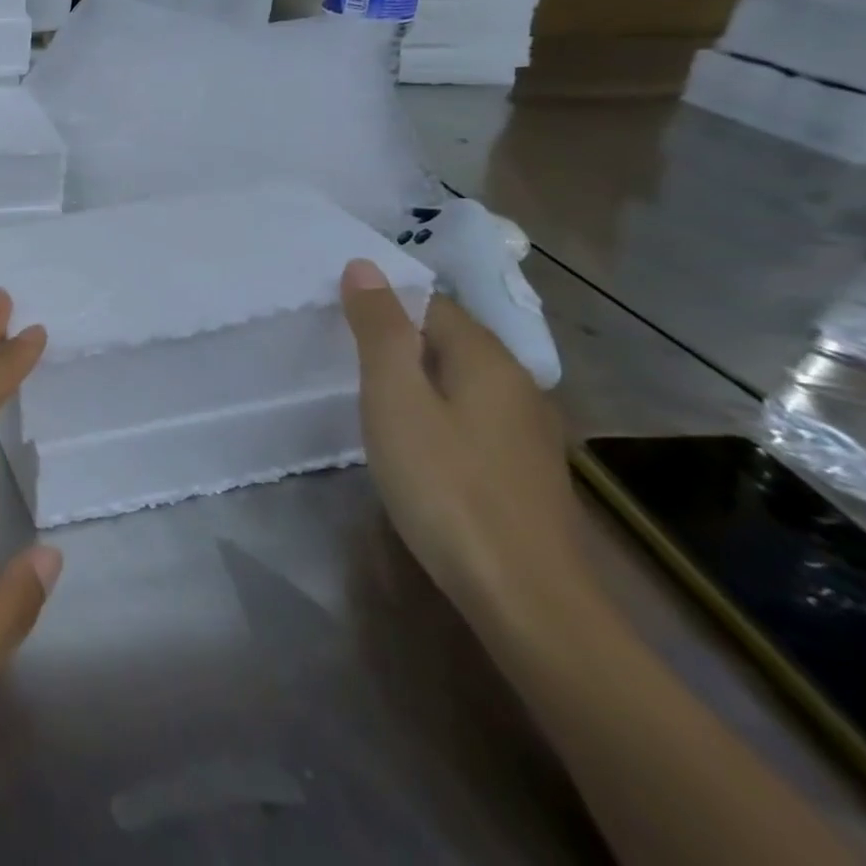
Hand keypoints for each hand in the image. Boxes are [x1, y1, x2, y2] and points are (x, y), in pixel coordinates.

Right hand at [339, 259, 591, 638]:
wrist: (525, 599)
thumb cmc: (446, 485)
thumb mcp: (395, 398)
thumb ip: (380, 329)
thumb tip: (364, 265)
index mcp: (488, 359)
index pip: (431, 304)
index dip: (384, 304)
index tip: (338, 322)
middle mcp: (518, 386)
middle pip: (448, 341)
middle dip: (399, 340)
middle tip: (344, 358)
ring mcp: (527, 433)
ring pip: (460, 382)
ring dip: (417, 380)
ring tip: (370, 398)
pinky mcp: (524, 472)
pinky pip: (471, 419)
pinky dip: (437, 415)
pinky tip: (414, 445)